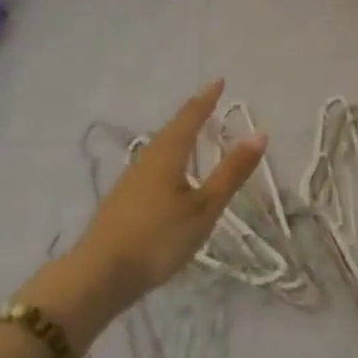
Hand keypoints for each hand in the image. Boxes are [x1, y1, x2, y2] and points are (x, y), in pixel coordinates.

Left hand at [22, 81, 263, 346]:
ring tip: (194, 134)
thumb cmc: (158, 239)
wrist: (98, 276)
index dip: (206, 98)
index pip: (190, 116)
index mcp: (169, 154)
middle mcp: (148, 158)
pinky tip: (171, 173)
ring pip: (161, 147)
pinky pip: (153, 164)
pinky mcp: (123, 200)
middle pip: (173, 129)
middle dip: (193, 114)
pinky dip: (169, 156)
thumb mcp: (204, 208)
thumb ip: (231, 172)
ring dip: (179, 135)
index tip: (219, 81)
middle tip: (210, 103)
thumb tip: (259, 133)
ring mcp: (131, 179)